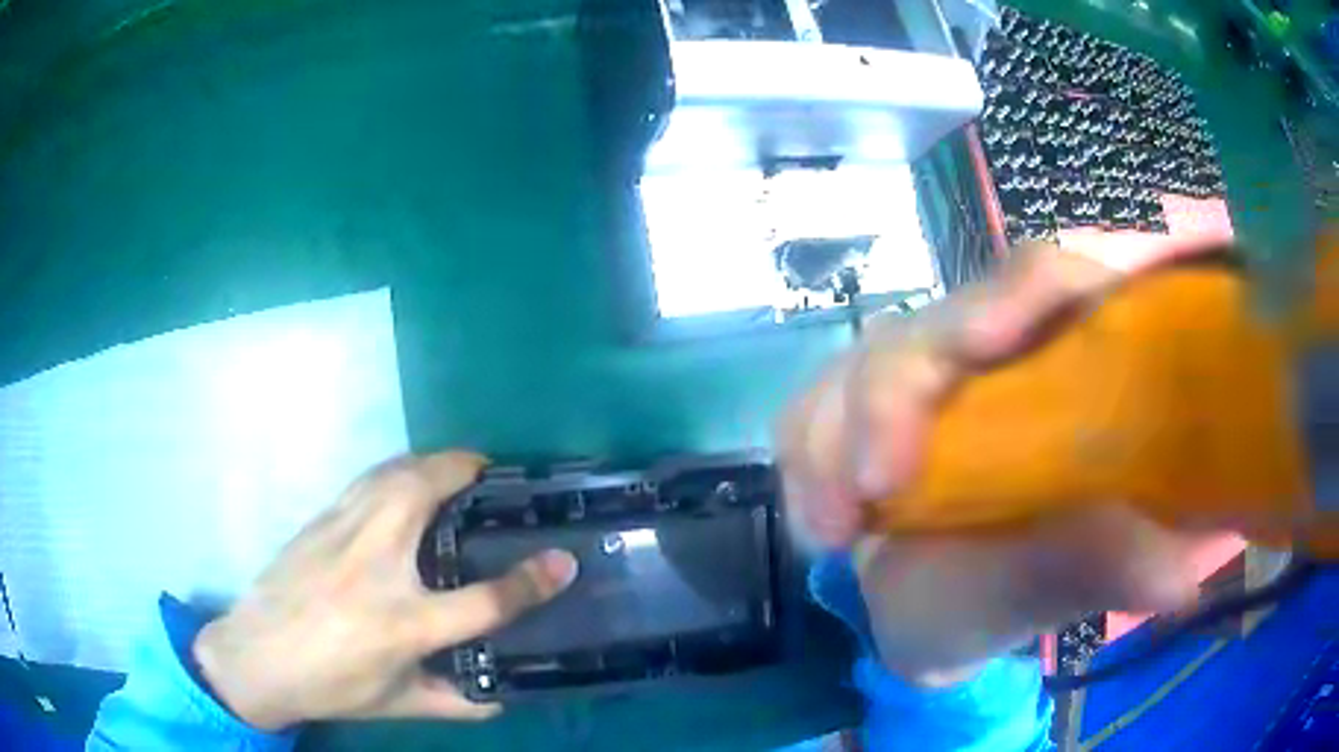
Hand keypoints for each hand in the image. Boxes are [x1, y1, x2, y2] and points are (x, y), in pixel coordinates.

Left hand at [193, 452, 577, 729]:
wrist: (255, 658)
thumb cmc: (330, 686)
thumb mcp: (398, 705)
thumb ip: (455, 702)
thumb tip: (502, 698)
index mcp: (402, 624)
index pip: (482, 601)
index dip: (531, 582)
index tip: (564, 561)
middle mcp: (375, 566)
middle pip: (425, 493)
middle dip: (465, 471)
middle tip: (490, 476)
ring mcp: (342, 534)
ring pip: (392, 472)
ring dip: (430, 462)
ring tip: (452, 470)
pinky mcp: (320, 520)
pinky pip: (367, 479)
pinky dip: (395, 470)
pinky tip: (401, 483)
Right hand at [779, 238, 1222, 684]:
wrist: (934, 619)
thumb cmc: (1010, 602)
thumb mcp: (1061, 587)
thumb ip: (1108, 566)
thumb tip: (1179, 577)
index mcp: (1068, 366)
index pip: (1047, 279)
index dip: (1013, 297)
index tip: (977, 352)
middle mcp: (999, 354)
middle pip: (941, 317)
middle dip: (890, 392)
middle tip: (869, 489)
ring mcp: (928, 377)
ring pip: (865, 358)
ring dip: (833, 436)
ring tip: (828, 532)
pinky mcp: (866, 407)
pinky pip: (817, 404)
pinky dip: (807, 456)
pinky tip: (820, 523)